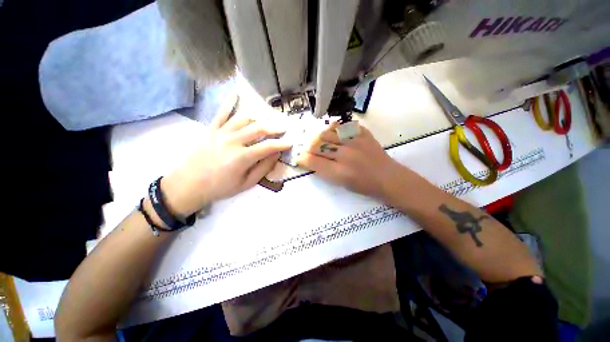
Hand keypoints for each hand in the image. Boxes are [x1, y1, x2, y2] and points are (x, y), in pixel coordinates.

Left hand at [162, 96, 290, 215]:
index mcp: (242, 157)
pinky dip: (230, 102)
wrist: (188, 185)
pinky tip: (236, 93)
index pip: (268, 146)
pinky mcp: (210, 129)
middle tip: (283, 129)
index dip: (281, 144)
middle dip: (274, 128)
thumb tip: (276, 154)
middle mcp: (233, 141)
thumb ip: (263, 168)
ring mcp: (221, 132)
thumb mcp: (246, 183)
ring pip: (244, 118)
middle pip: (258, 129)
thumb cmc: (220, 187)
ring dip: (258, 118)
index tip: (290, 142)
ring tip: (267, 121)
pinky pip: (221, 112)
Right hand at [296, 121, 409, 201]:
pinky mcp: (363, 134)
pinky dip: (335, 128)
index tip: (300, 157)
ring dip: (320, 137)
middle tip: (310, 150)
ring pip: (327, 133)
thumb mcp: (341, 183)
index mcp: (340, 172)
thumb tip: (309, 159)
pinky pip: (343, 125)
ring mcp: (355, 141)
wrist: (387, 177)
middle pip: (318, 145)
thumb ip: (324, 171)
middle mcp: (345, 155)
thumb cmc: (363, 185)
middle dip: (309, 147)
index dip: (303, 158)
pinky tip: (335, 133)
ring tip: (321, 142)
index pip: (313, 161)